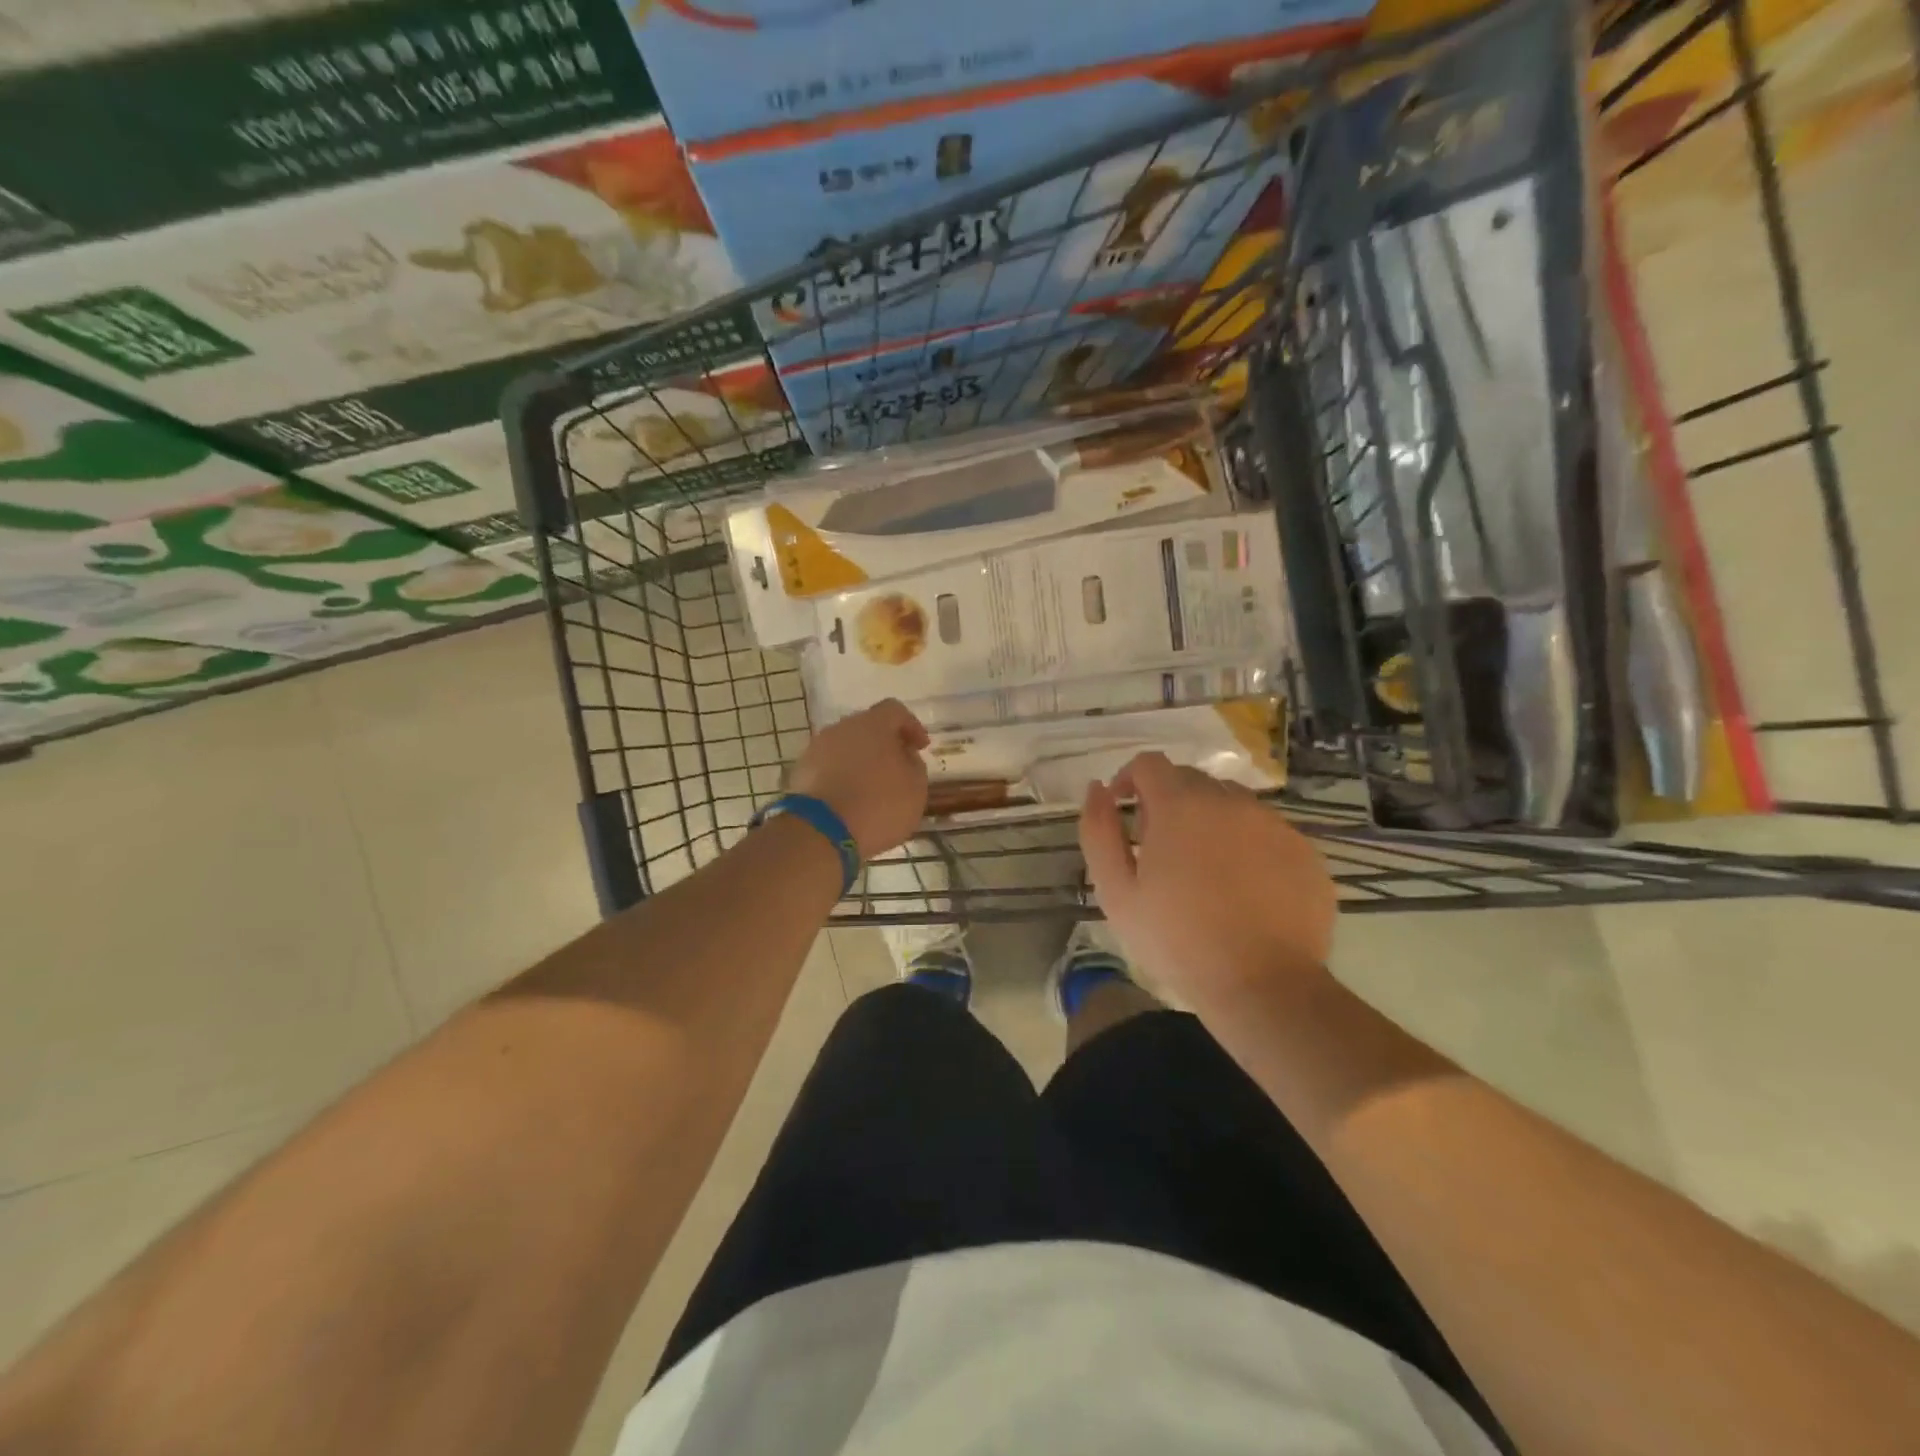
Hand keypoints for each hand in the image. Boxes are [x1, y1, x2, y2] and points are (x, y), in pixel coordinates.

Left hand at [787, 699, 929, 859]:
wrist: (820, 831)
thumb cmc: (878, 805)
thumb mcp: (915, 788)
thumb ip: (914, 765)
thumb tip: (904, 756)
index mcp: (873, 724)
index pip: (895, 711)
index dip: (911, 726)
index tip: (920, 747)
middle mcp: (842, 728)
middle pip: (867, 727)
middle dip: (884, 744)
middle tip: (897, 767)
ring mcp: (817, 748)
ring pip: (845, 747)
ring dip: (860, 761)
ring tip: (871, 787)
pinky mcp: (800, 771)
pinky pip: (829, 767)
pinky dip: (841, 777)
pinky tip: (850, 799)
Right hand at [1079, 752, 1336, 1014]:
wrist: (1264, 986)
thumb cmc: (1177, 940)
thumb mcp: (1116, 891)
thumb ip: (1098, 831)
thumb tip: (1097, 789)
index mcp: (1181, 805)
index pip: (1149, 764)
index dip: (1129, 779)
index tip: (1123, 809)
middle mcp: (1230, 801)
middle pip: (1191, 780)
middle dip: (1168, 801)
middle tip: (1160, 848)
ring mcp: (1274, 824)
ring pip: (1231, 803)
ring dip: (1209, 820)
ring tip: (1204, 869)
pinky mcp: (1304, 851)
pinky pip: (1265, 831)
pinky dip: (1247, 845)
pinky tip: (1242, 888)